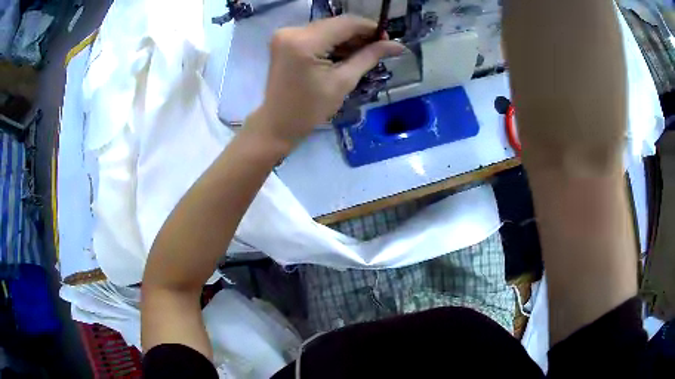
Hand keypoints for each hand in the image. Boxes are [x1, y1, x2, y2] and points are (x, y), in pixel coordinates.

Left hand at [246, 16, 403, 152]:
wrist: (278, 123)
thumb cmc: (311, 109)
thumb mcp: (344, 82)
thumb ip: (369, 57)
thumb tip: (397, 45)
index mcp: (305, 42)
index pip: (346, 23)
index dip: (370, 28)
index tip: (388, 40)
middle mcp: (292, 31)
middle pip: (335, 24)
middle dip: (359, 34)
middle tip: (379, 48)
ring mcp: (285, 35)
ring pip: (326, 28)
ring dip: (346, 38)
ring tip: (364, 53)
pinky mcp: (284, 40)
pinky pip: (315, 35)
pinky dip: (331, 42)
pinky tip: (345, 53)